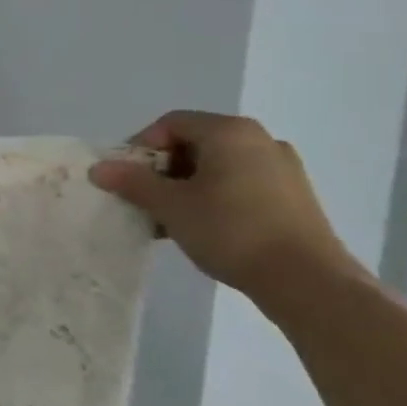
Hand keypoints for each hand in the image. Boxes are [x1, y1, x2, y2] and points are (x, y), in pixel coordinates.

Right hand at [89, 110, 363, 298]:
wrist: (307, 281)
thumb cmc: (231, 230)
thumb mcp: (170, 205)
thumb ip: (132, 182)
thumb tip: (99, 168)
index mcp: (230, 132)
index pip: (170, 123)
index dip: (140, 146)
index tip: (126, 177)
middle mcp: (260, 140)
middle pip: (194, 143)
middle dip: (161, 169)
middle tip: (144, 198)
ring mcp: (281, 168)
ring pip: (216, 166)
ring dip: (184, 186)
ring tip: (168, 218)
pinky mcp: (293, 196)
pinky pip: (239, 184)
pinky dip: (213, 197)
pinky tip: (201, 227)